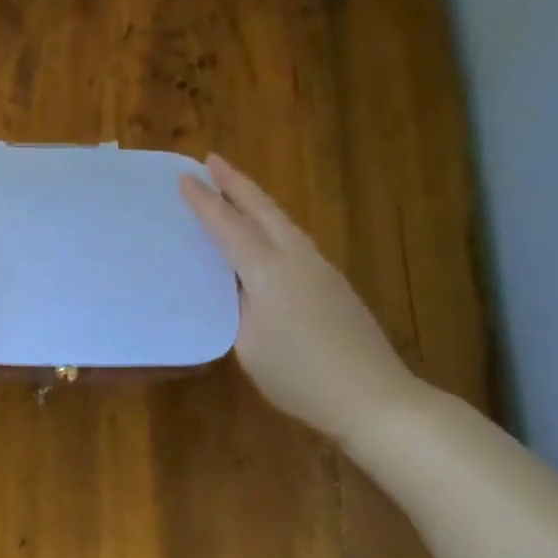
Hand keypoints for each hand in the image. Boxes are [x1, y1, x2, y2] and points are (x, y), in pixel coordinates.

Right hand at [180, 154, 417, 441]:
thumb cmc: (299, 375)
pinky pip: (295, 240)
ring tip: (236, 190)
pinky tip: (267, 235)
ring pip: (284, 222)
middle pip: (264, 210)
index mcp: (269, 272)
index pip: (229, 227)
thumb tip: (234, 287)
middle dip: (236, 183)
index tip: (184, 177)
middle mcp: (297, 259)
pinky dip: (273, 225)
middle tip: (213, 160)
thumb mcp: (248, 345)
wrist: (373, 397)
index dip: (205, 202)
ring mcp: (321, 270)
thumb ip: (237, 307)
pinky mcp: (334, 285)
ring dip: (257, 201)